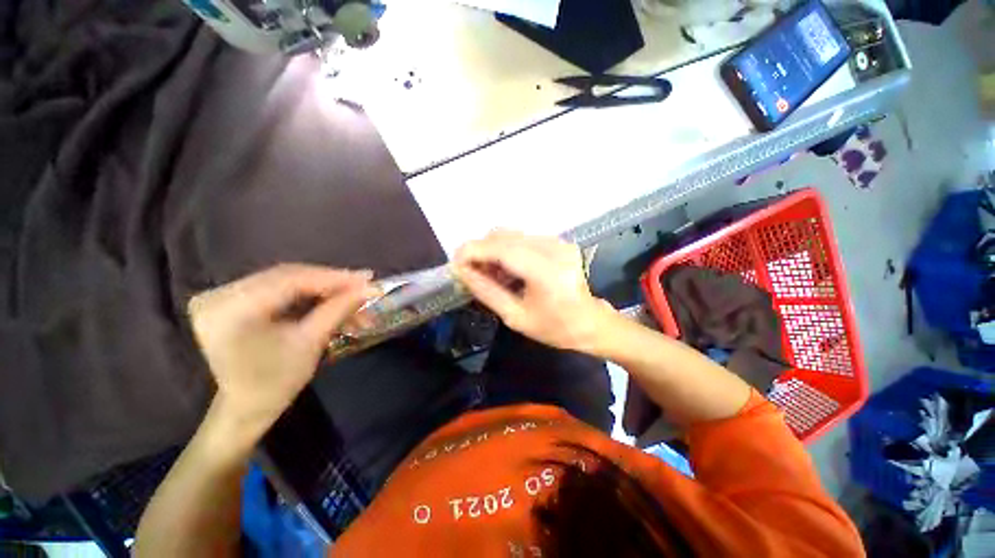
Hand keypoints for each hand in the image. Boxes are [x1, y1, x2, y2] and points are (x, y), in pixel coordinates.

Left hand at [188, 264, 378, 435]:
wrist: (244, 409)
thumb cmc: (276, 382)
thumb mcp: (311, 342)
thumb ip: (339, 308)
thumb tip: (369, 288)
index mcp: (232, 309)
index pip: (292, 280)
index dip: (334, 278)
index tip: (367, 278)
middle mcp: (219, 295)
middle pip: (288, 276)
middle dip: (330, 282)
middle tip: (362, 285)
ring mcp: (221, 296)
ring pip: (284, 280)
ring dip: (321, 287)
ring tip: (350, 294)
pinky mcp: (229, 300)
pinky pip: (275, 287)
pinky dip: (305, 292)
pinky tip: (328, 297)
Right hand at [453, 230, 614, 351]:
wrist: (590, 322)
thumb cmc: (554, 328)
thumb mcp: (515, 317)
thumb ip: (486, 291)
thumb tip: (461, 272)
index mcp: (546, 272)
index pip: (501, 249)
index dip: (473, 251)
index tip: (455, 263)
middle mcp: (553, 249)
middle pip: (503, 235)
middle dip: (481, 251)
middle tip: (473, 273)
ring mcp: (558, 241)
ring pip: (511, 234)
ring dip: (493, 251)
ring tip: (491, 275)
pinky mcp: (558, 241)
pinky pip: (522, 239)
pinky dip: (507, 251)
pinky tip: (508, 270)